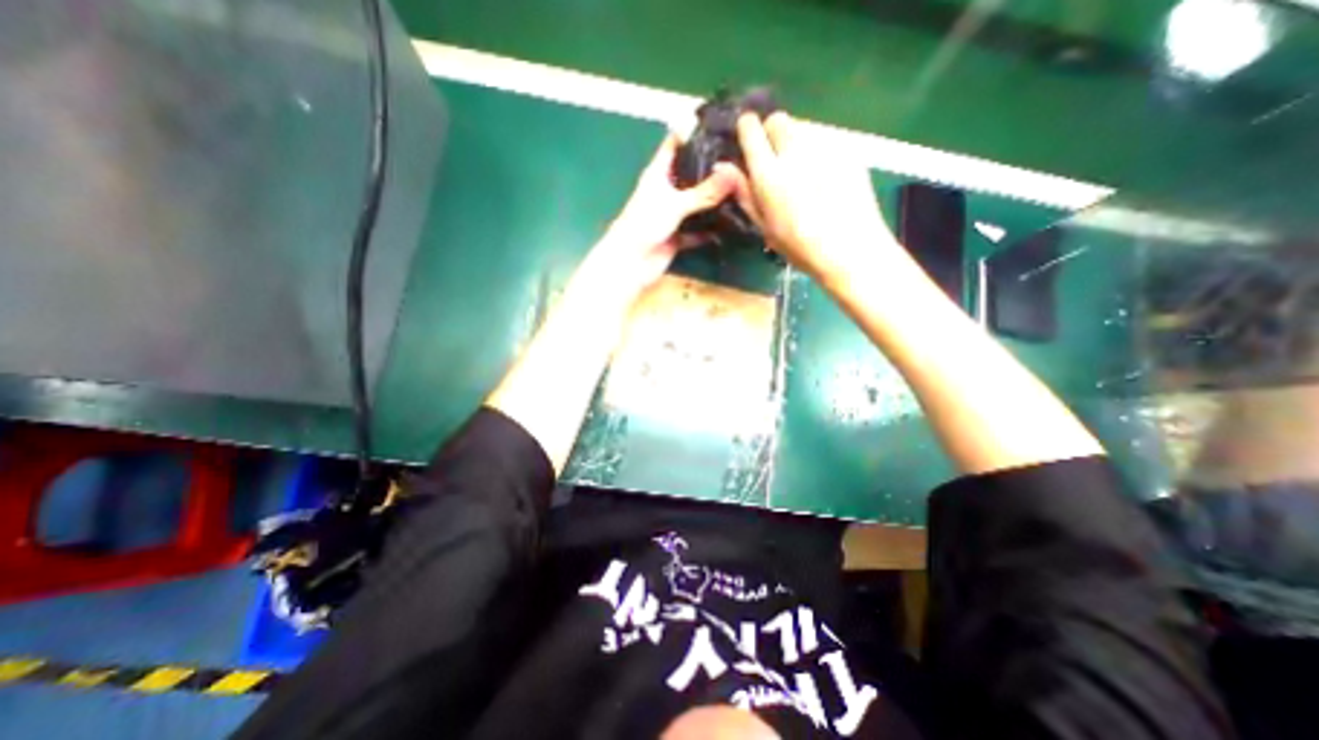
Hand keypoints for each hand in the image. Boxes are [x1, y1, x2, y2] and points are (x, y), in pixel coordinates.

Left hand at [597, 129, 745, 291]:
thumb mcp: (675, 203)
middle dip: (712, 168)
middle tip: (743, 159)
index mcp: (659, 173)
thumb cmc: (645, 225)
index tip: (721, 123)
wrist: (631, 264)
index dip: (694, 131)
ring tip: (743, 189)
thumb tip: (735, 173)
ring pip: (697, 204)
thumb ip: (705, 191)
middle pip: (691, 174)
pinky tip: (732, 225)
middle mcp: (667, 191)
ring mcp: (673, 215)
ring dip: (714, 201)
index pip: (675, 143)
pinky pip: (698, 231)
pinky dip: (711, 230)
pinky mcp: (678, 237)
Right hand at [726, 112, 901, 282]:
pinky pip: (825, 141)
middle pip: (778, 119)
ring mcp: (824, 147)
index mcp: (769, 173)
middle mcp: (795, 152)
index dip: (747, 130)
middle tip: (775, 159)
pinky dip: (819, 153)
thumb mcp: (764, 227)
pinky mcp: (847, 150)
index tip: (747, 139)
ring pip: (803, 129)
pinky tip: (826, 179)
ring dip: (796, 143)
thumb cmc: (800, 247)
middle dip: (772, 132)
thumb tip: (722, 167)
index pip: (751, 128)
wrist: (850, 249)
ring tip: (803, 174)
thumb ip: (744, 193)